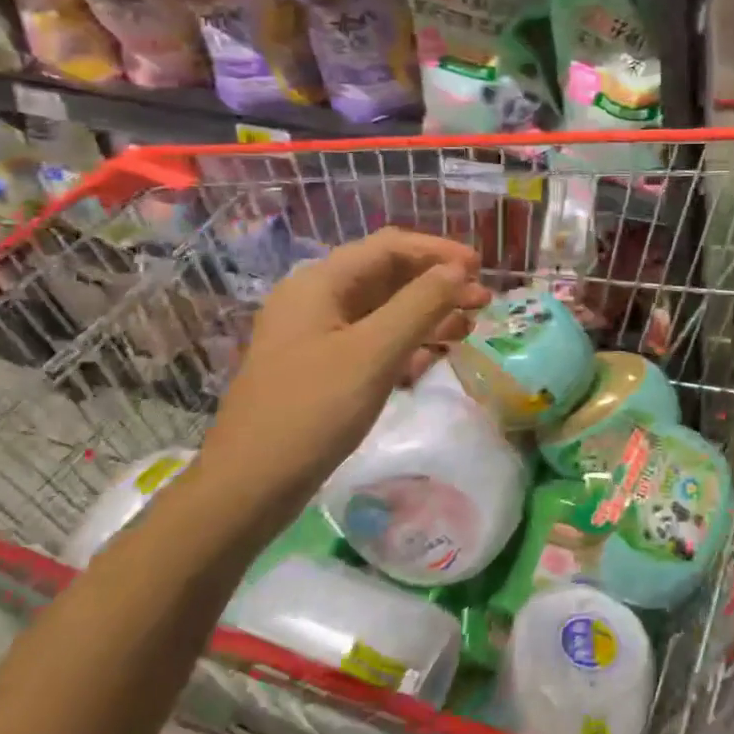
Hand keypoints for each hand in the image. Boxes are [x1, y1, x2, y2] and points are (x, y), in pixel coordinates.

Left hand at [197, 228, 492, 504]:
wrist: (250, 486)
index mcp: (321, 284)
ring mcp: (318, 335)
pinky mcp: (324, 367)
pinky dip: (408, 343)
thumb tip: (459, 270)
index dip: (438, 252)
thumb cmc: (313, 410)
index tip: (481, 268)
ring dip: (428, 313)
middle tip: (483, 302)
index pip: (390, 247)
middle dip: (438, 284)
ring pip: (384, 310)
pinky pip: (374, 340)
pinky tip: (433, 358)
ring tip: (469, 327)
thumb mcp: (374, 352)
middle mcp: (317, 300)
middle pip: (388, 276)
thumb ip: (421, 304)